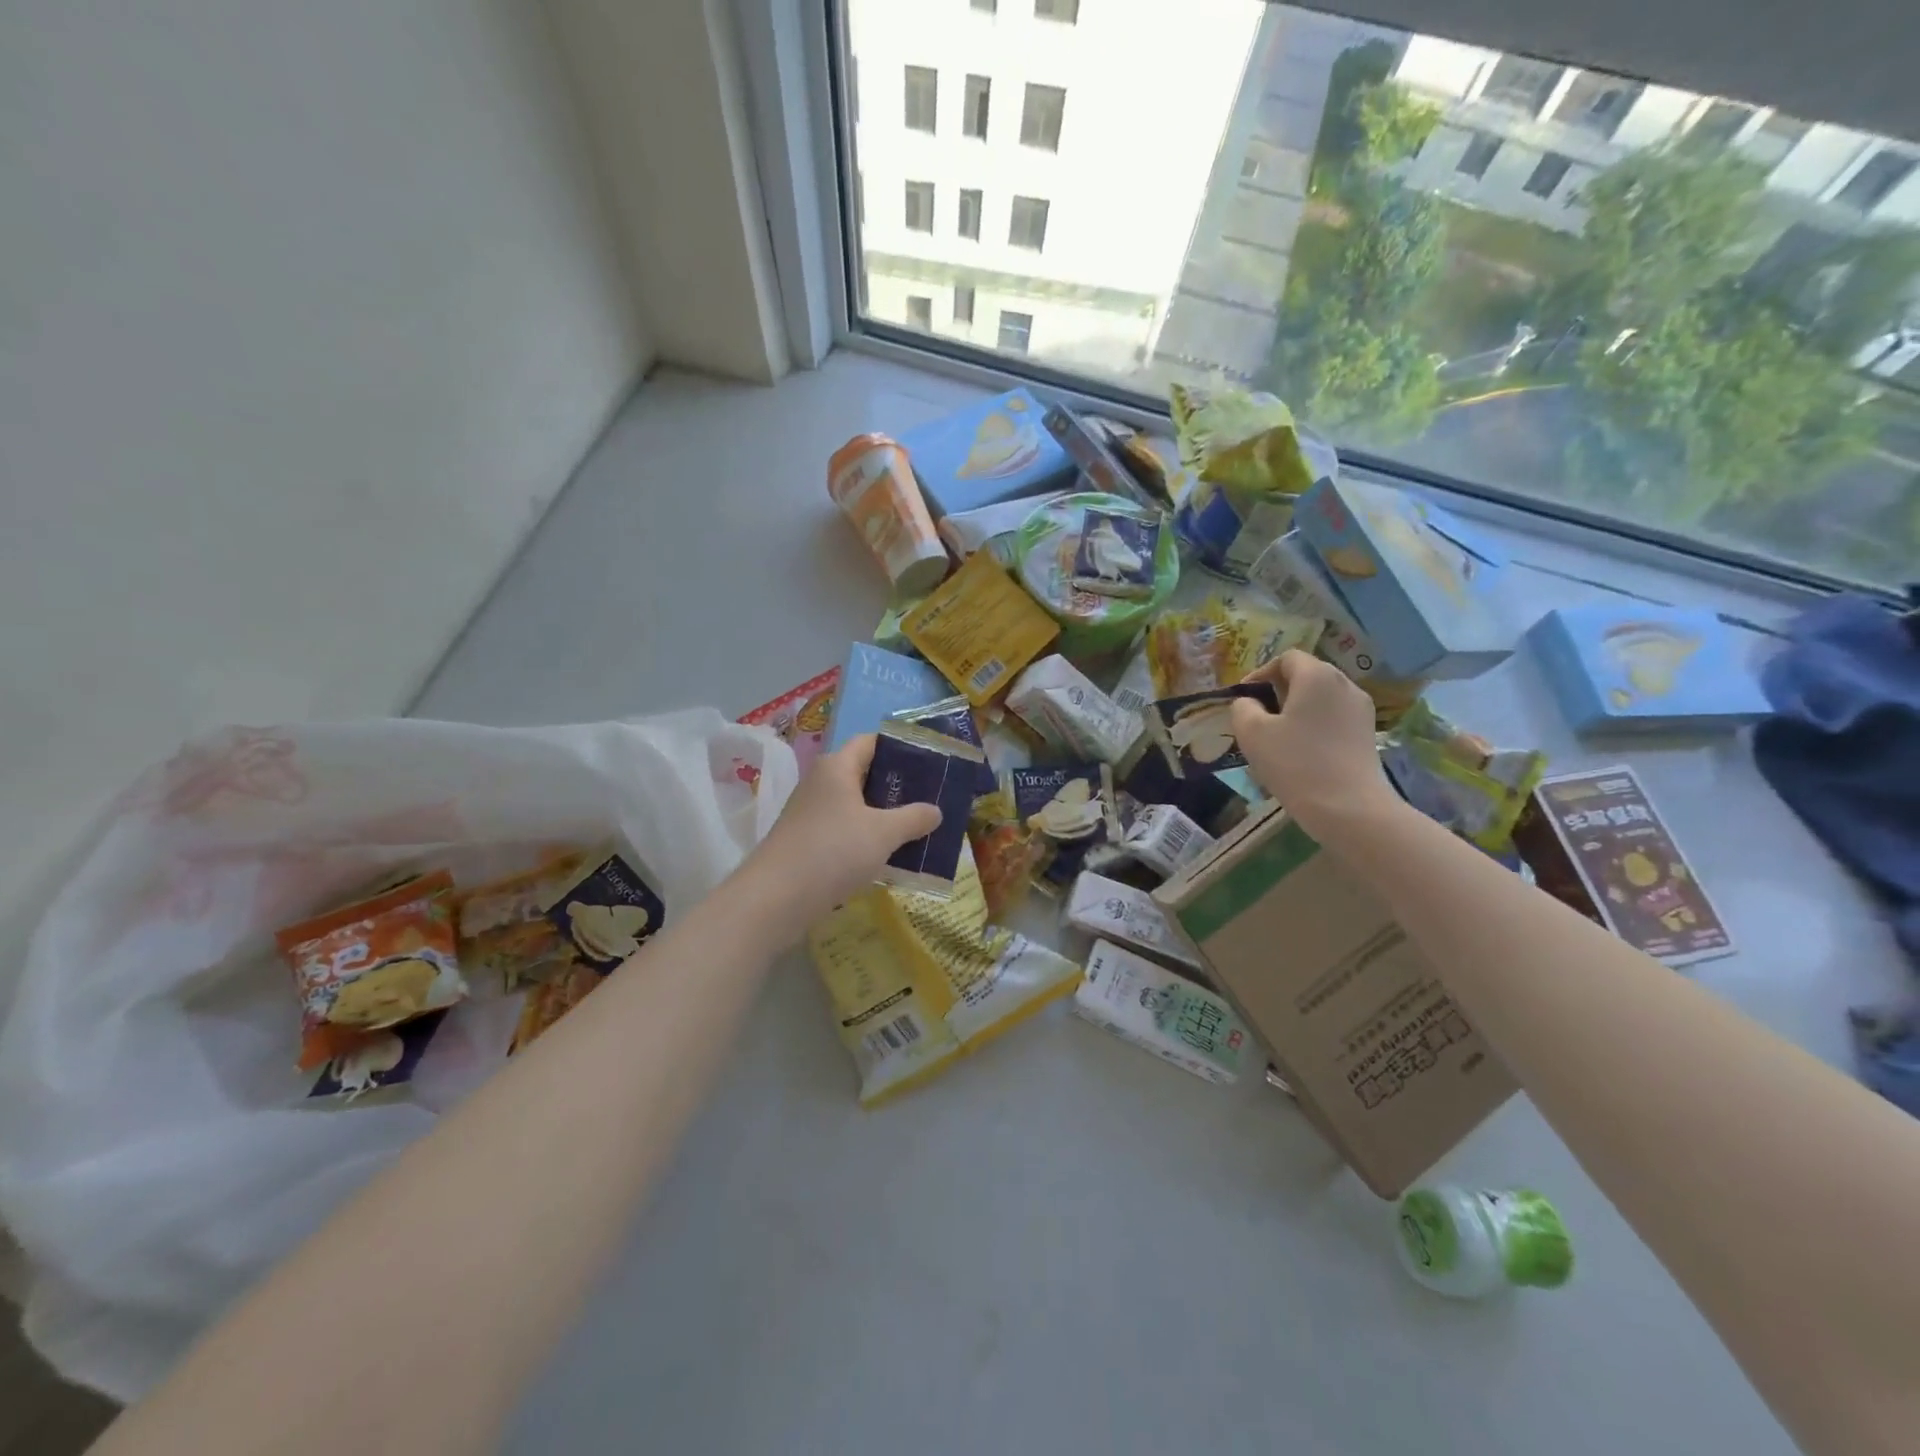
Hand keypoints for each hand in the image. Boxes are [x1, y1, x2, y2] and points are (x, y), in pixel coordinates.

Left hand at [737, 735, 942, 931]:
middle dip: (896, 786)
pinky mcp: (806, 841)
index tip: (929, 762)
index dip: (899, 747)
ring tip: (916, 828)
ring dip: (883, 816)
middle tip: (930, 798)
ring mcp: (810, 813)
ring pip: (854, 806)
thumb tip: (936, 811)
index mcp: (837, 767)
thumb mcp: (883, 833)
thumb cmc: (833, 851)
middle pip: (864, 773)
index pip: (870, 742)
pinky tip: (887, 856)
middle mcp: (820, 783)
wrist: (775, 898)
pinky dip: (865, 838)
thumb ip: (913, 818)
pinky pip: (843, 831)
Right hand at [1230, 652, 1403, 841]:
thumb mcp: (1252, 733)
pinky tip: (1302, 752)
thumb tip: (1249, 703)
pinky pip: (1334, 718)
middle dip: (1279, 691)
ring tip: (1279, 737)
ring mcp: (1361, 709)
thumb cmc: (1295, 763)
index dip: (1261, 673)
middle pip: (1307, 675)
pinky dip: (1315, 725)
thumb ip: (1243, 708)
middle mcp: (1344, 684)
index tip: (1245, 699)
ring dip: (1298, 710)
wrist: (1348, 807)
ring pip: (1321, 698)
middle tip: (1258, 718)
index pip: (1287, 658)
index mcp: (1317, 675)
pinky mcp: (1367, 734)